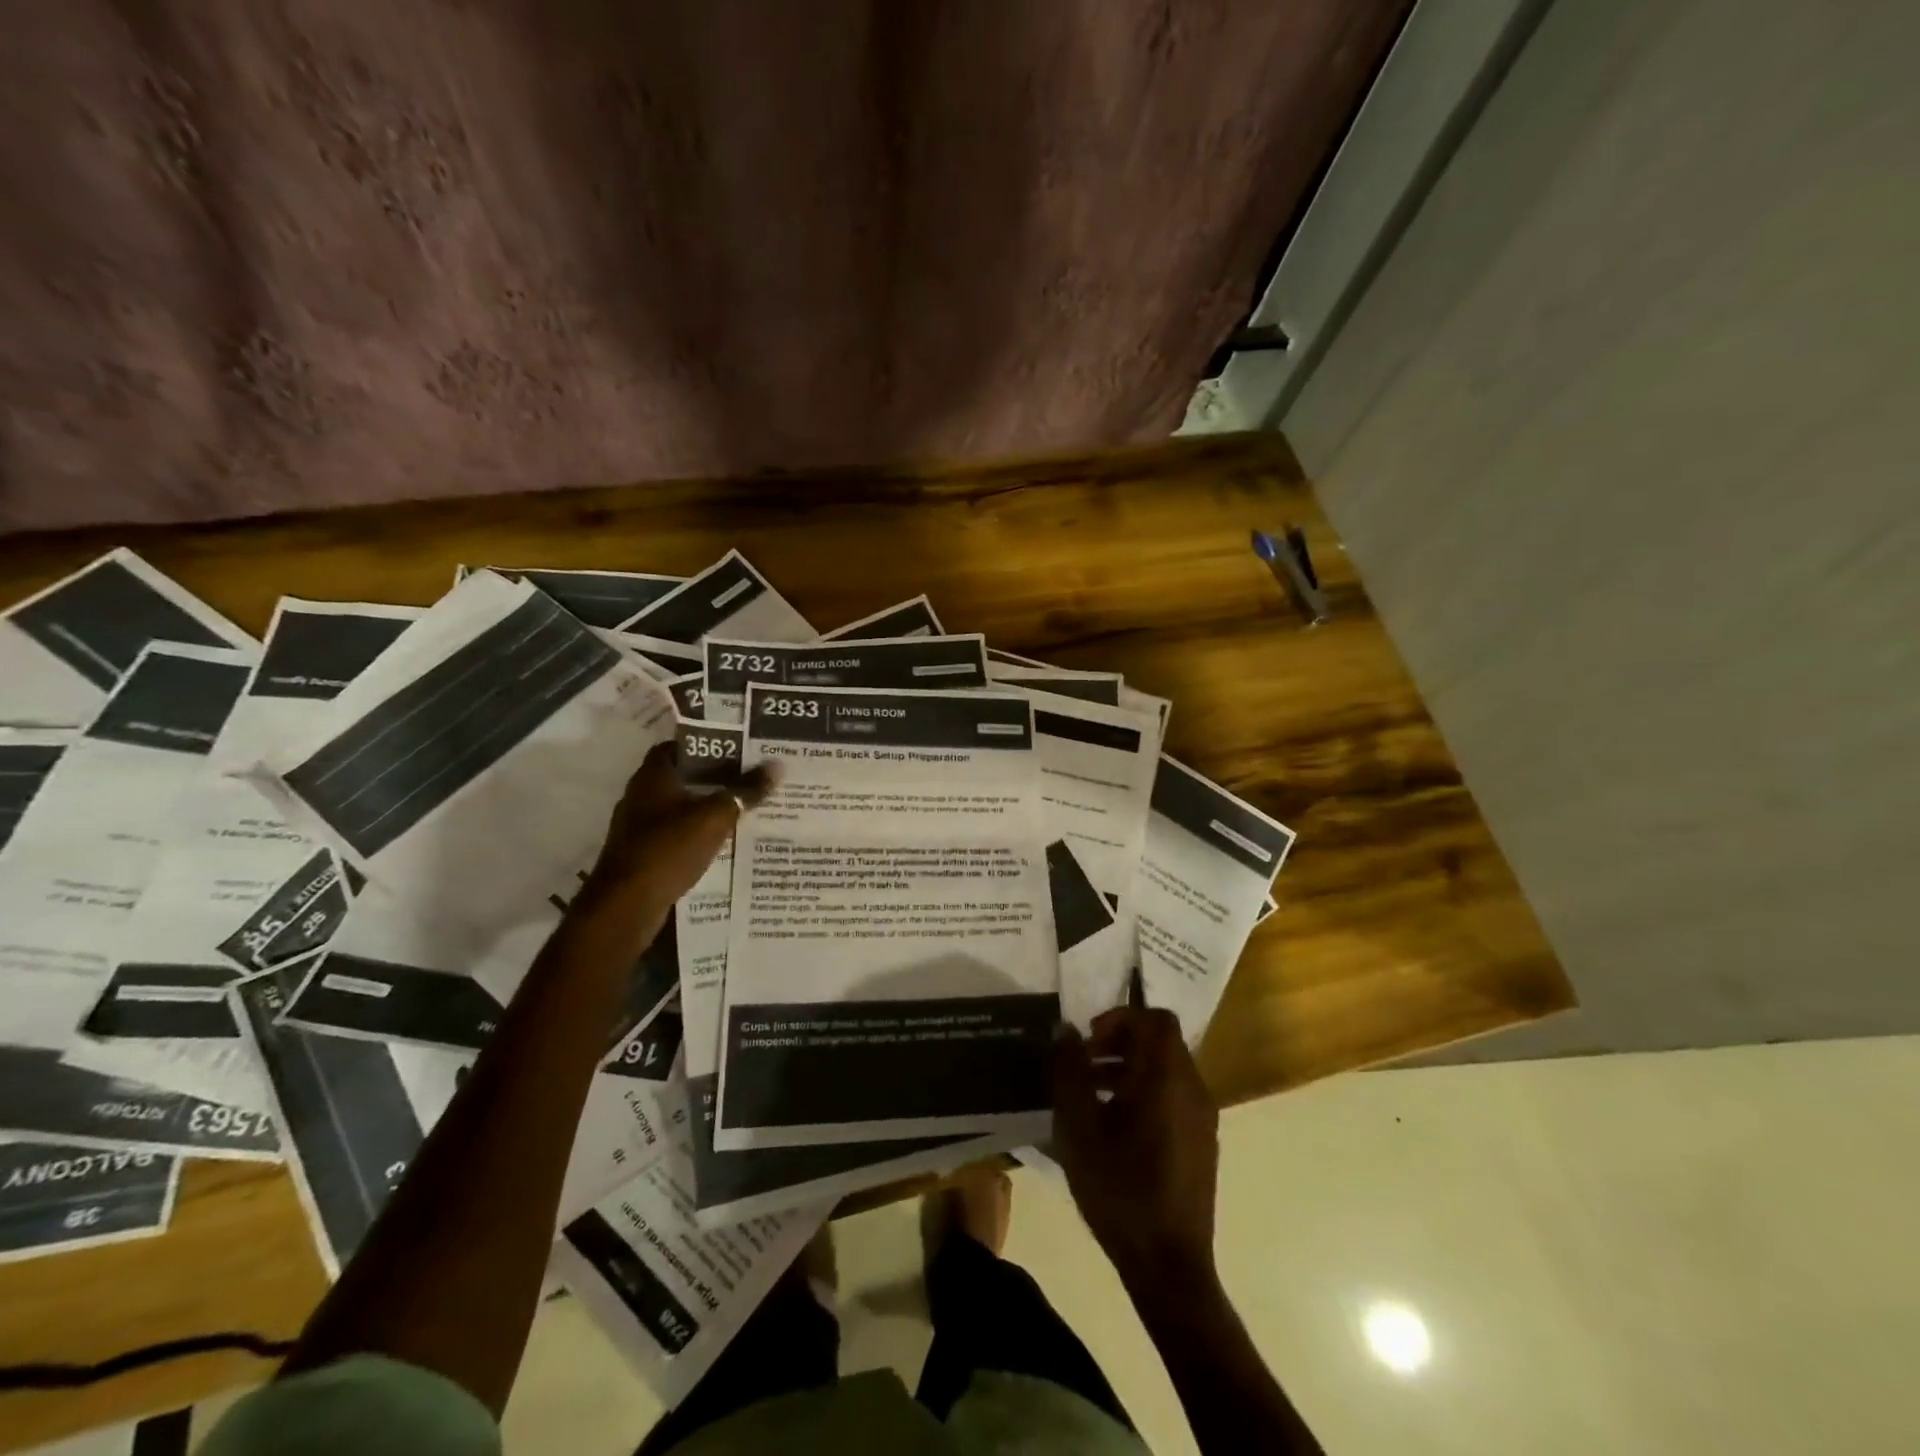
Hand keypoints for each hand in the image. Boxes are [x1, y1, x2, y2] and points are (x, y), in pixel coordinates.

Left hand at [575, 740, 774, 927]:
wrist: (627, 906)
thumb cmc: (668, 849)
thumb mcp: (715, 817)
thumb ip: (745, 791)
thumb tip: (777, 765)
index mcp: (652, 777)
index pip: (677, 747)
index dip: (705, 745)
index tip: (736, 749)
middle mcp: (640, 797)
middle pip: (681, 778)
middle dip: (713, 778)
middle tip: (749, 777)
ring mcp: (638, 828)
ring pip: (679, 808)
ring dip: (706, 808)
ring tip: (743, 808)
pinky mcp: (642, 855)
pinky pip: (676, 835)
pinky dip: (697, 834)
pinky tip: (722, 841)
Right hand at [1052, 1006, 1219, 1289]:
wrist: (1169, 1266)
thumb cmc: (1120, 1190)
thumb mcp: (1079, 1128)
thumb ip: (1070, 1071)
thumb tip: (1065, 1029)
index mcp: (1167, 1078)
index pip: (1154, 1019)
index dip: (1119, 1018)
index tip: (1088, 1040)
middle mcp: (1192, 1088)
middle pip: (1160, 1041)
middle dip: (1119, 1042)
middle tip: (1083, 1064)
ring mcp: (1202, 1116)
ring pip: (1166, 1068)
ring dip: (1128, 1067)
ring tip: (1090, 1094)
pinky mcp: (1202, 1141)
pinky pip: (1173, 1095)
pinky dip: (1144, 1091)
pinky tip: (1113, 1126)